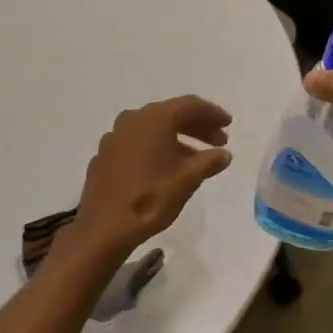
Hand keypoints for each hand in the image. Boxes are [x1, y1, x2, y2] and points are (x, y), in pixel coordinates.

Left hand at [70, 95, 233, 255]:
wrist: (104, 227)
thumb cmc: (150, 198)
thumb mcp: (188, 180)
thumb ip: (209, 161)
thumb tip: (224, 154)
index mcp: (154, 118)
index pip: (190, 105)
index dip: (212, 113)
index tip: (228, 124)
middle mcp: (132, 119)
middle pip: (171, 114)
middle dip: (197, 126)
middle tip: (219, 141)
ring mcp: (115, 136)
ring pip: (153, 129)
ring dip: (177, 139)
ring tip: (196, 159)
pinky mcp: (105, 155)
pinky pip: (137, 143)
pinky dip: (156, 148)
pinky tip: (165, 168)